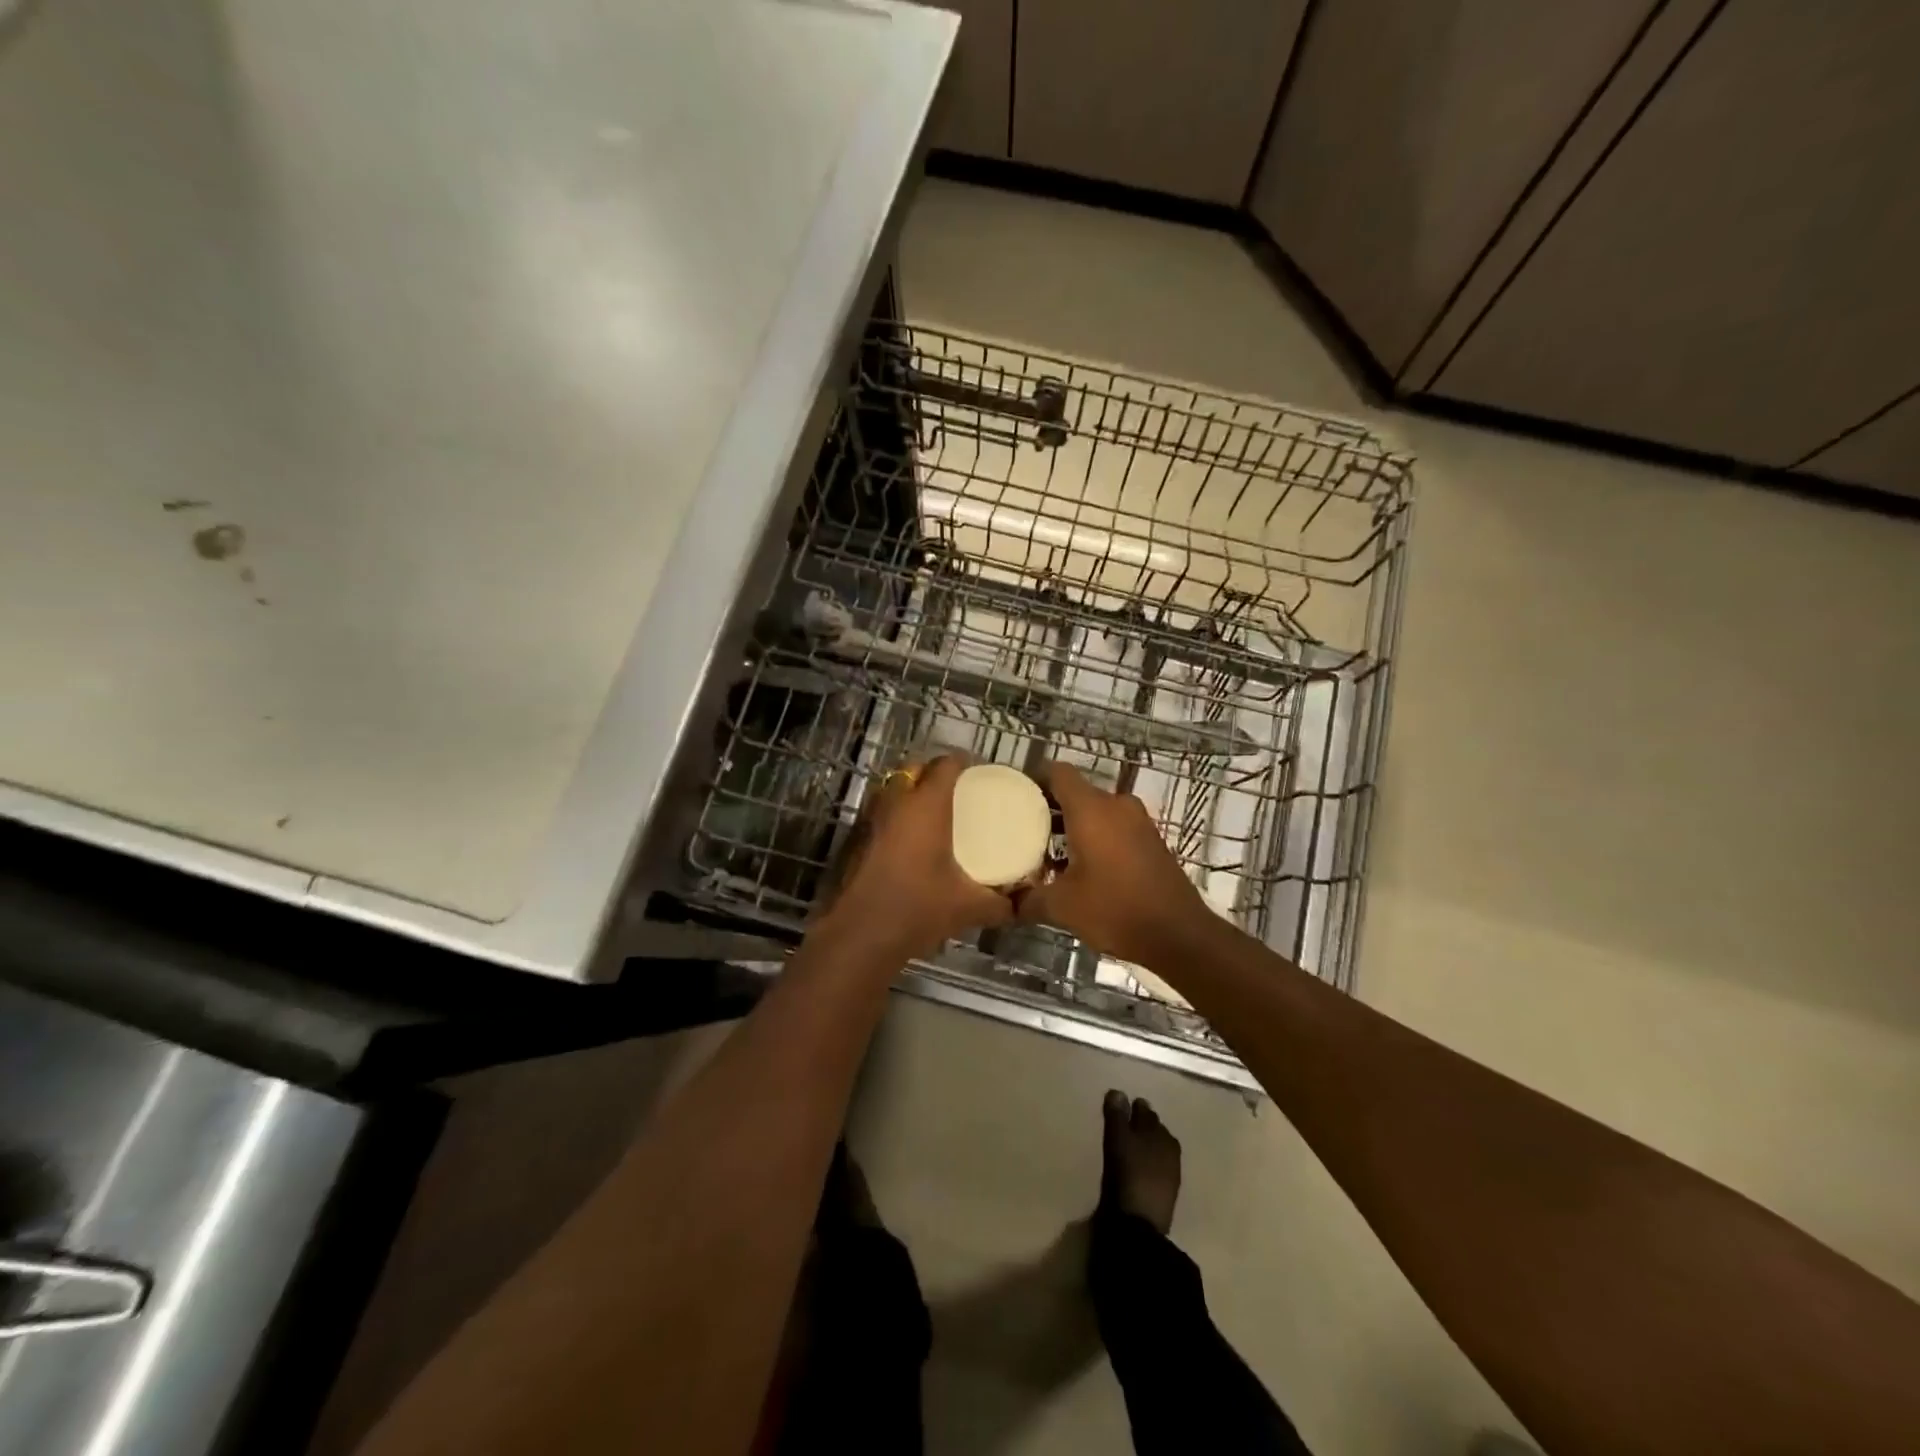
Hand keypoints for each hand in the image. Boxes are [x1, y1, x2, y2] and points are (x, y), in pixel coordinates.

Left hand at [827, 755, 1012, 961]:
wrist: (861, 935)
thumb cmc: (918, 908)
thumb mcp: (968, 908)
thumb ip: (1000, 904)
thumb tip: (1020, 905)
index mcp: (927, 806)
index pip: (945, 764)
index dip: (963, 762)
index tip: (979, 774)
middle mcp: (896, 802)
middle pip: (915, 769)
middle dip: (935, 774)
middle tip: (958, 793)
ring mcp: (871, 819)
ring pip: (893, 790)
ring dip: (912, 793)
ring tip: (935, 814)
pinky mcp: (856, 839)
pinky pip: (881, 813)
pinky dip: (896, 816)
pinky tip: (911, 842)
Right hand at [1017, 763, 1211, 967]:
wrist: (1179, 935)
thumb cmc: (1115, 909)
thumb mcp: (1062, 907)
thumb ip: (1028, 900)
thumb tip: (1008, 904)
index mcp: (1091, 809)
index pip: (1058, 773)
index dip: (1035, 779)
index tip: (1014, 797)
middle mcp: (1116, 806)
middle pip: (1076, 792)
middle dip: (1049, 808)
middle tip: (1022, 830)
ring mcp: (1138, 822)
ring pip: (1096, 811)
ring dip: (1072, 827)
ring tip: (1046, 853)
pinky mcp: (1151, 840)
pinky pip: (1114, 827)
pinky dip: (1095, 838)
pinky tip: (1079, 868)